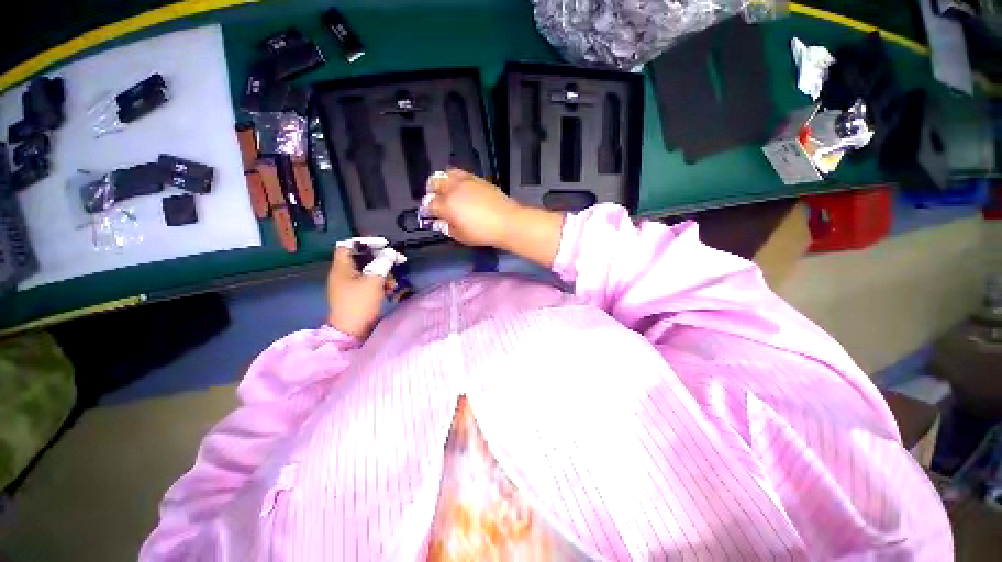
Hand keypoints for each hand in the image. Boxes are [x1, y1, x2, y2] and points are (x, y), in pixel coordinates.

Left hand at [326, 246, 388, 337]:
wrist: (352, 331)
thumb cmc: (360, 303)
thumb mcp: (374, 281)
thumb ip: (383, 263)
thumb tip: (390, 252)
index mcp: (342, 267)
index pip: (350, 244)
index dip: (367, 242)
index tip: (385, 245)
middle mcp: (344, 273)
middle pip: (363, 257)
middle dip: (381, 258)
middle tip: (398, 260)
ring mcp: (350, 284)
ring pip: (369, 269)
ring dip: (384, 272)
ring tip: (393, 282)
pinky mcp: (357, 293)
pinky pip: (370, 281)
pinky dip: (381, 282)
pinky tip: (389, 290)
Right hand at [424, 169, 522, 246]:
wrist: (507, 221)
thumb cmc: (483, 233)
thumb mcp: (461, 236)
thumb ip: (447, 228)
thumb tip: (439, 223)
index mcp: (447, 205)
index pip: (430, 204)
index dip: (427, 210)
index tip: (429, 214)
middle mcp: (453, 189)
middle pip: (434, 183)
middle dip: (431, 191)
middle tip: (435, 200)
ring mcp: (466, 181)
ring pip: (446, 173)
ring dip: (442, 181)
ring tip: (446, 190)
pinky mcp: (477, 179)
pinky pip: (460, 173)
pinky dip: (455, 179)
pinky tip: (460, 188)